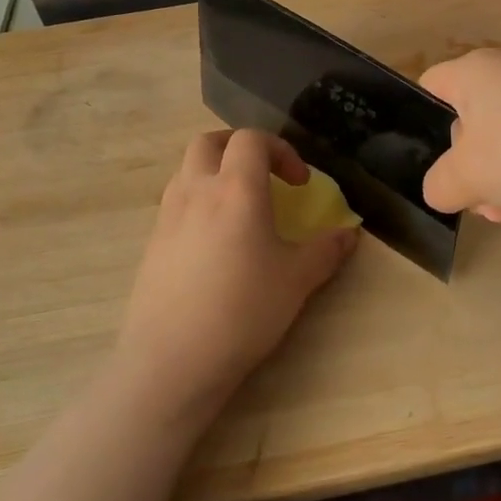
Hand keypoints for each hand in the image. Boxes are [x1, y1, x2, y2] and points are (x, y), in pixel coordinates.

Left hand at [114, 129, 357, 428]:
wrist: (172, 360)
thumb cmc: (243, 311)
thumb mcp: (297, 280)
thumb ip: (326, 250)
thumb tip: (349, 234)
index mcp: (235, 189)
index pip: (252, 140)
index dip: (280, 150)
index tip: (299, 183)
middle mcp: (196, 191)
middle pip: (208, 142)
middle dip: (238, 147)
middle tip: (262, 173)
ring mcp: (167, 216)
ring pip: (186, 170)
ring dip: (214, 172)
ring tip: (237, 207)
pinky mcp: (151, 244)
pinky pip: (175, 204)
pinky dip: (197, 203)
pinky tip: (213, 243)